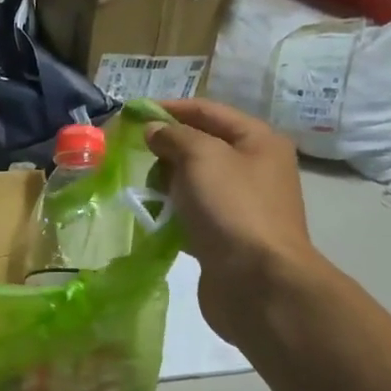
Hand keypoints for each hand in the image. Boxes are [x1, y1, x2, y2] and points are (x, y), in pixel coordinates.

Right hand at [147, 99, 316, 345]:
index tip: (132, 113)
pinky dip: (174, 213)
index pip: (207, 110)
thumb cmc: (232, 209)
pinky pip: (194, 214)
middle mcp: (255, 168)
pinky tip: (154, 217)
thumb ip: (175, 137)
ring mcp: (242, 205)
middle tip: (134, 156)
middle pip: (202, 146)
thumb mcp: (201, 157)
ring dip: (167, 183)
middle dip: (167, 148)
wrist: (257, 282)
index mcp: (258, 141)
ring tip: (141, 188)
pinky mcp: (228, 236)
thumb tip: (155, 131)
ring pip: (195, 183)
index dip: (170, 108)